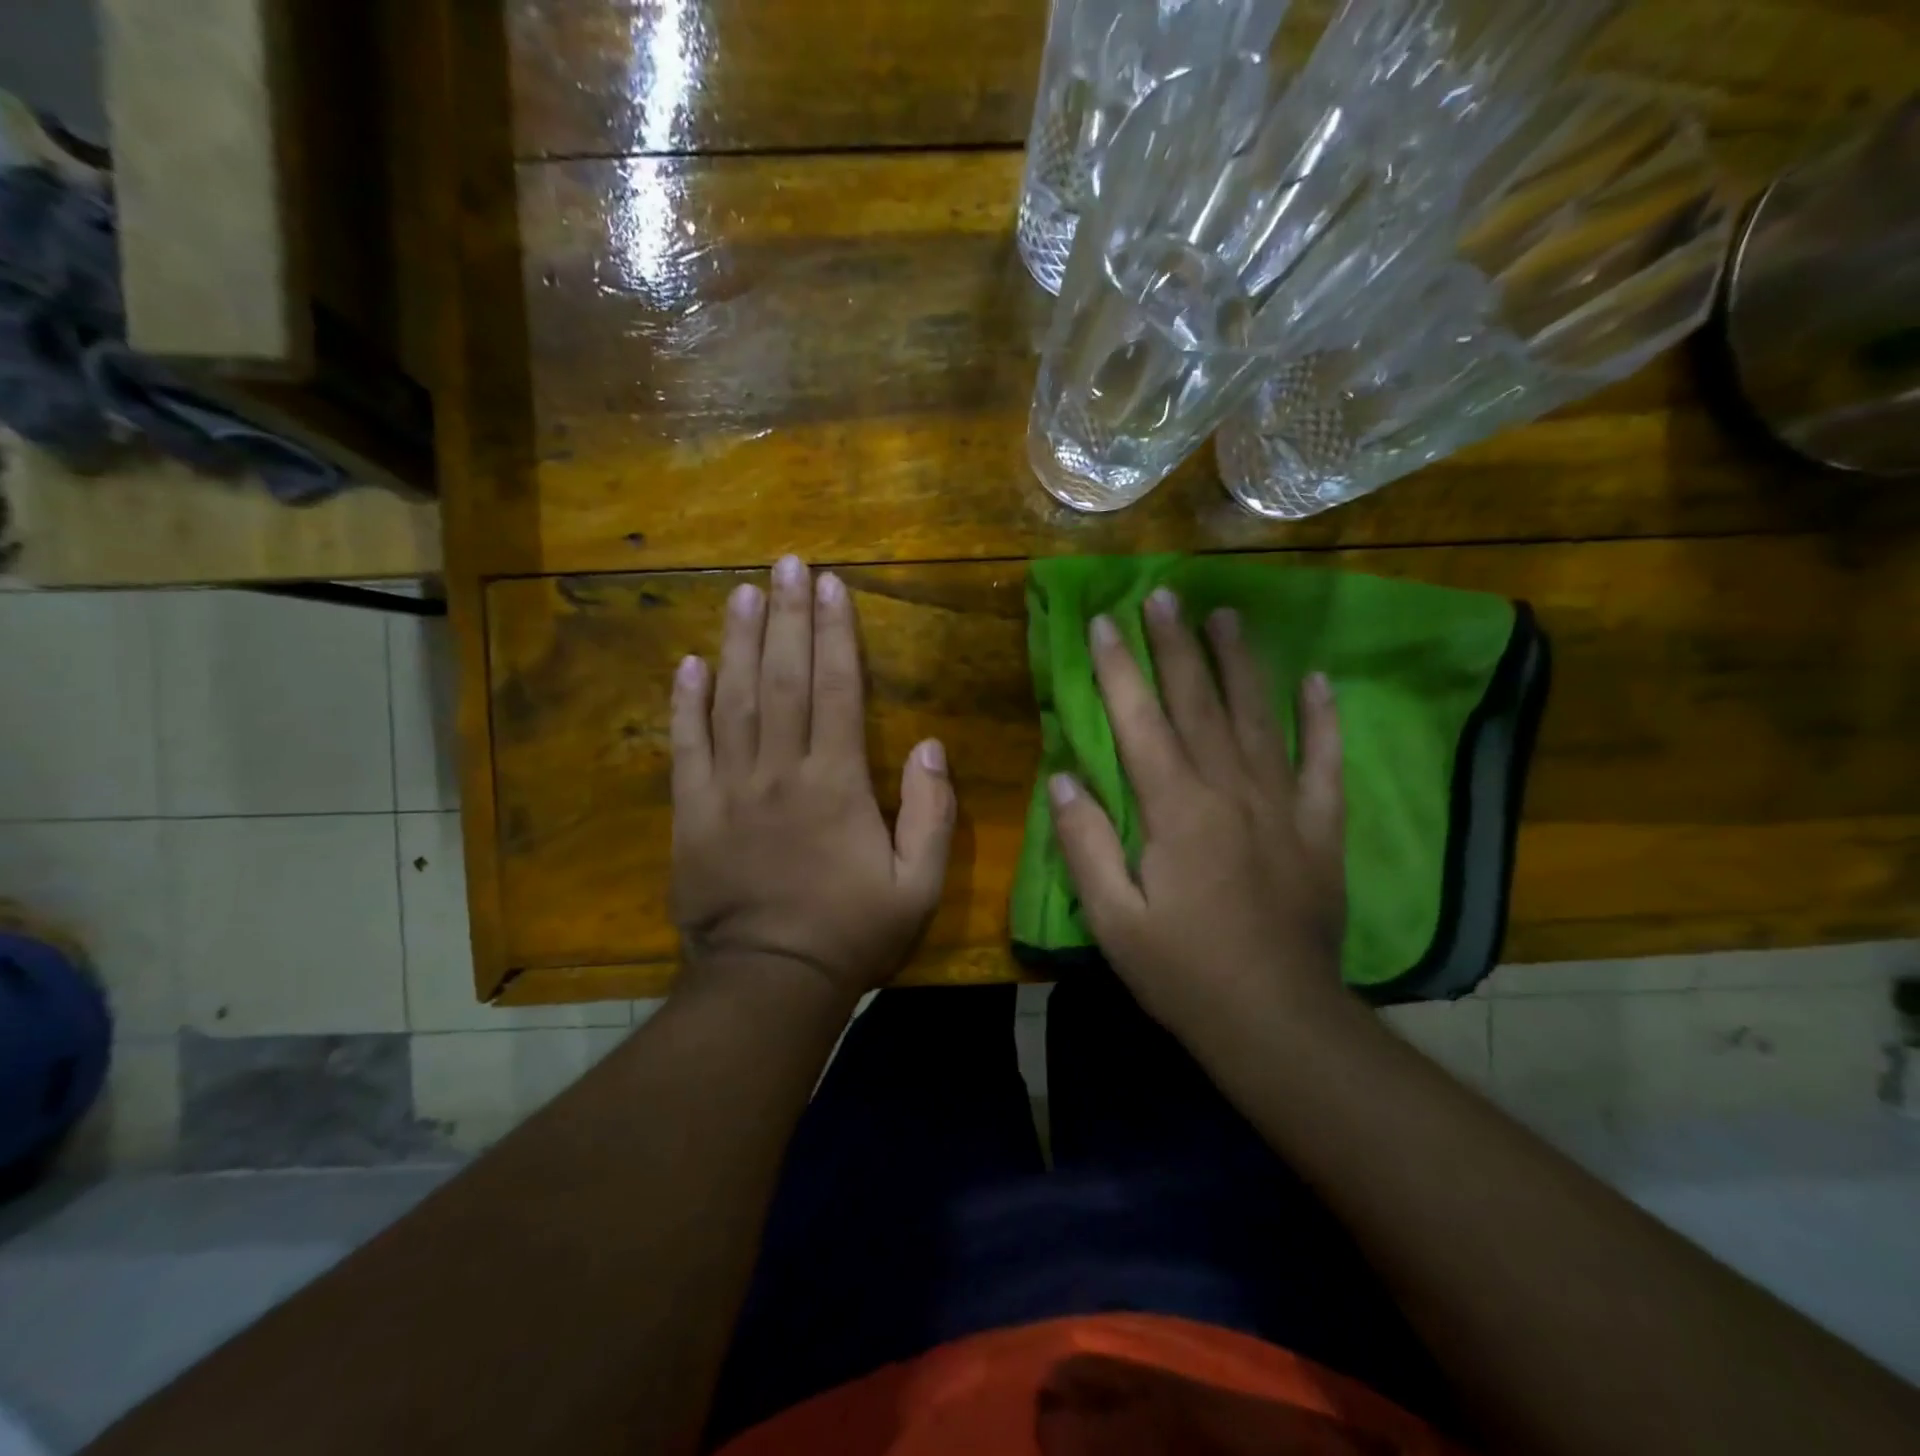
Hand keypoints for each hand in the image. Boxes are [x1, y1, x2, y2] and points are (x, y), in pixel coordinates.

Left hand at [670, 555, 954, 1003]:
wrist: (770, 981)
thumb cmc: (852, 932)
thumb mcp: (918, 883)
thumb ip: (931, 811)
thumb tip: (930, 744)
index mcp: (835, 783)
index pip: (835, 689)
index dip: (834, 633)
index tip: (832, 586)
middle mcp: (779, 772)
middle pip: (782, 679)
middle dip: (787, 616)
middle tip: (785, 564)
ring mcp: (729, 789)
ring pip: (733, 700)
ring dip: (738, 642)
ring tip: (742, 593)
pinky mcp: (692, 814)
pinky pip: (687, 748)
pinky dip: (686, 703)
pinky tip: (689, 664)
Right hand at [1047, 588, 1347, 1039]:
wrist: (1278, 1021)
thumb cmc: (1183, 972)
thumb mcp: (1112, 918)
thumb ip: (1084, 843)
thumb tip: (1063, 777)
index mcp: (1175, 810)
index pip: (1140, 721)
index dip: (1118, 669)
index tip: (1103, 622)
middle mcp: (1229, 791)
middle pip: (1199, 703)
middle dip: (1176, 646)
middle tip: (1164, 595)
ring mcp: (1281, 805)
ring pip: (1258, 717)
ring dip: (1240, 663)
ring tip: (1227, 615)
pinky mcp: (1319, 828)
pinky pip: (1323, 762)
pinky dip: (1323, 719)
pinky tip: (1319, 681)